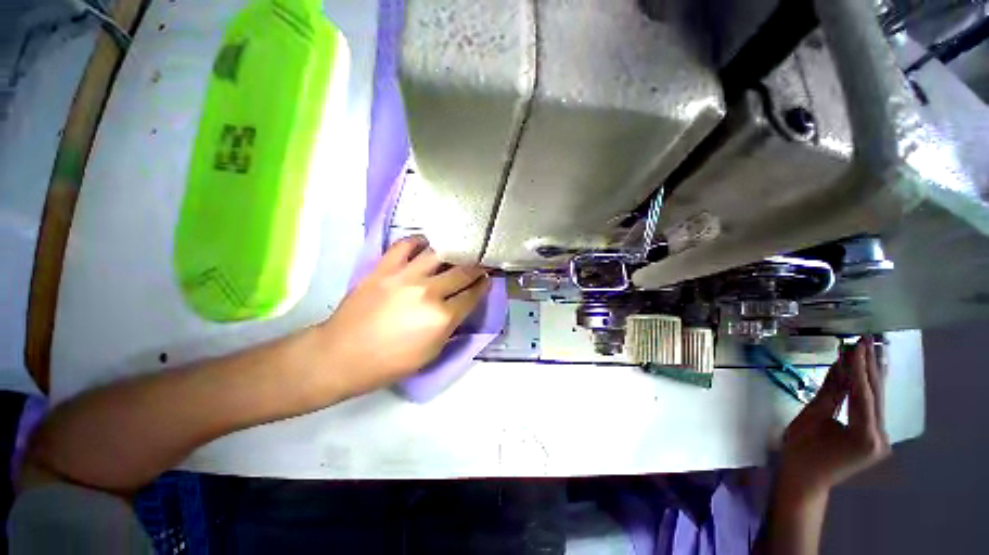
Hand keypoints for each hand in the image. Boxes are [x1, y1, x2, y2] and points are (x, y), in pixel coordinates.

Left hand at [318, 236, 489, 396]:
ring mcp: (405, 276)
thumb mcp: (432, 353)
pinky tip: (425, 244)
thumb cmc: (390, 362)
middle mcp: (429, 291)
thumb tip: (461, 306)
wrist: (342, 355)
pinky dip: (418, 241)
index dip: (483, 286)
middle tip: (480, 263)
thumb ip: (451, 327)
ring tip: (458, 250)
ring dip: (453, 251)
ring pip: (439, 253)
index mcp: (442, 317)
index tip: (488, 279)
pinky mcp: (384, 267)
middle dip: (476, 267)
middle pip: (462, 271)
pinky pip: (406, 245)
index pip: (472, 295)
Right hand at [777, 337, 890, 500]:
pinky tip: (869, 372)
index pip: (864, 394)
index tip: (856, 343)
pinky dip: (867, 388)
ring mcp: (881, 438)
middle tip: (866, 339)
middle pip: (876, 395)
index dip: (859, 367)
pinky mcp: (876, 438)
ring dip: (871, 374)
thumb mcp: (811, 419)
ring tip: (870, 348)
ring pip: (877, 400)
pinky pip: (872, 408)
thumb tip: (838, 364)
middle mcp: (881, 437)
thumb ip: (829, 392)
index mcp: (865, 435)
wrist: (806, 480)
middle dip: (869, 366)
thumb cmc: (801, 451)